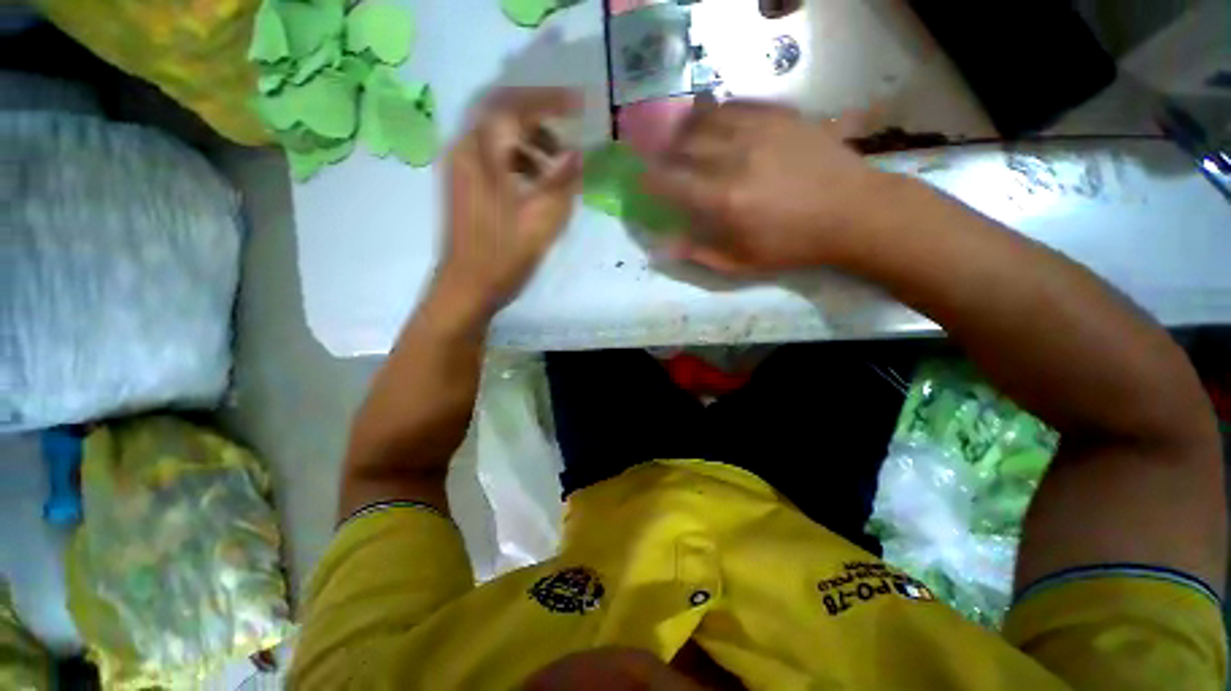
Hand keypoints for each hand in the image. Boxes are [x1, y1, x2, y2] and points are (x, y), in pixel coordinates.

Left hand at [436, 87, 581, 314]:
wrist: (467, 288)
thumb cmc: (502, 256)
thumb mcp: (540, 220)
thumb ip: (562, 182)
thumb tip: (579, 154)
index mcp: (480, 154)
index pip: (512, 106)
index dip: (548, 100)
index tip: (579, 105)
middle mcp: (464, 151)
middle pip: (500, 113)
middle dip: (537, 116)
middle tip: (567, 129)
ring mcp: (461, 170)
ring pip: (497, 136)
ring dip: (529, 140)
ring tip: (557, 163)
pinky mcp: (465, 187)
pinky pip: (494, 157)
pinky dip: (519, 160)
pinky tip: (537, 183)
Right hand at [645, 99, 895, 274]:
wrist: (852, 212)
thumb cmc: (791, 245)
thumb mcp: (741, 264)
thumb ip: (698, 254)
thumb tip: (662, 247)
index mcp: (723, 200)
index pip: (669, 182)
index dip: (648, 180)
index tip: (640, 181)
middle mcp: (734, 158)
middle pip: (681, 145)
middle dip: (663, 153)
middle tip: (661, 162)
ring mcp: (757, 130)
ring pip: (703, 119)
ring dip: (684, 131)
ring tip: (683, 142)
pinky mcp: (778, 114)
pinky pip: (733, 104)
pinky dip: (714, 113)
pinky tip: (713, 124)